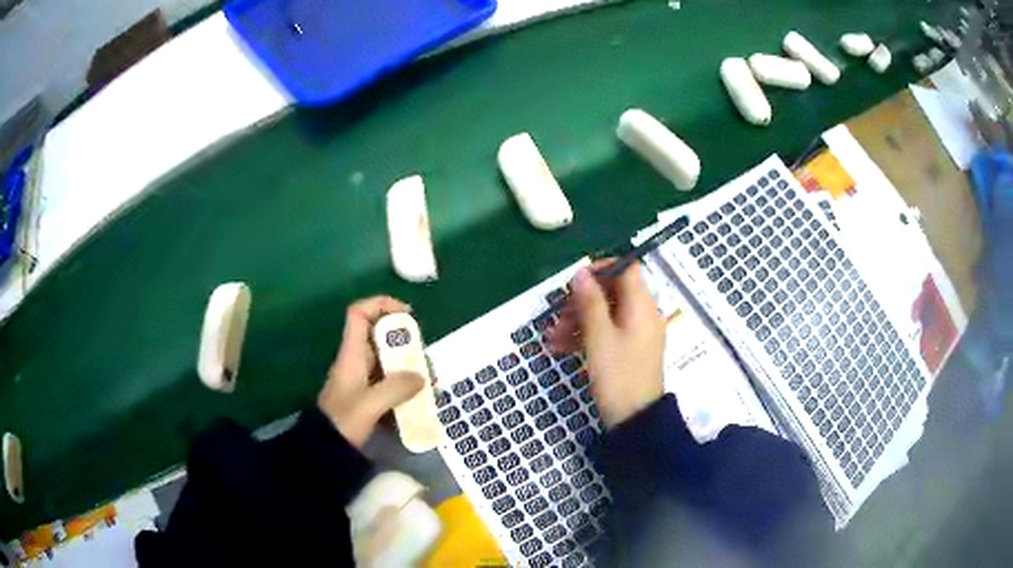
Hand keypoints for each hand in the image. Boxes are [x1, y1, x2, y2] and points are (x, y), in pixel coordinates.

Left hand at [318, 296, 424, 448]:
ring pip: (386, 357)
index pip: (359, 314)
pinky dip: (404, 382)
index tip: (407, 314)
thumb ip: (395, 389)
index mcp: (351, 354)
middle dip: (404, 340)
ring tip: (428, 379)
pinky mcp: (367, 393)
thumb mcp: (369, 405)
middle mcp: (356, 360)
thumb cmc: (343, 421)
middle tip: (424, 356)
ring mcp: (361, 377)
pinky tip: (420, 395)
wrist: (325, 447)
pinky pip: (388, 378)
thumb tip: (421, 377)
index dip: (381, 305)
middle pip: (378, 334)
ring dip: (407, 363)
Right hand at [546, 262, 665, 427]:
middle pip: (612, 292)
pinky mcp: (628, 351)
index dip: (601, 268)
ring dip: (577, 321)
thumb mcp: (599, 338)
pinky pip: (607, 333)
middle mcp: (642, 315)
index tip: (575, 280)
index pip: (627, 269)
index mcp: (641, 306)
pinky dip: (585, 336)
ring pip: (605, 314)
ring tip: (551, 337)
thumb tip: (581, 272)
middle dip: (581, 301)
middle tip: (558, 314)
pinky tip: (559, 348)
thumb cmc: (618, 376)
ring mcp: (636, 334)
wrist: (635, 420)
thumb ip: (590, 302)